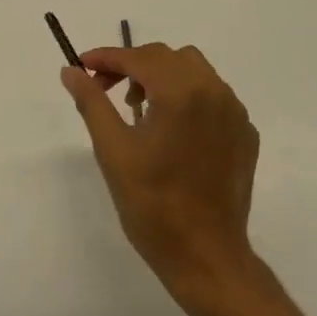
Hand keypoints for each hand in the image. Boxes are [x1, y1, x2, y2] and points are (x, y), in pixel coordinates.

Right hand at [62, 43, 260, 310]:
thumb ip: (92, 102)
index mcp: (182, 92)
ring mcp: (235, 112)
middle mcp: (214, 91)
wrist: (207, 258)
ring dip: (162, 77)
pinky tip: (172, 130)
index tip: (81, 65)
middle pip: (168, 57)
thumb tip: (70, 71)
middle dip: (133, 66)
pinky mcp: (246, 133)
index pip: (139, 57)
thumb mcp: (113, 151)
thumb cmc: (153, 206)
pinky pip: (213, 97)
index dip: (107, 57)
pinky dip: (188, 98)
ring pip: (194, 71)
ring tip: (139, 109)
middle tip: (105, 89)